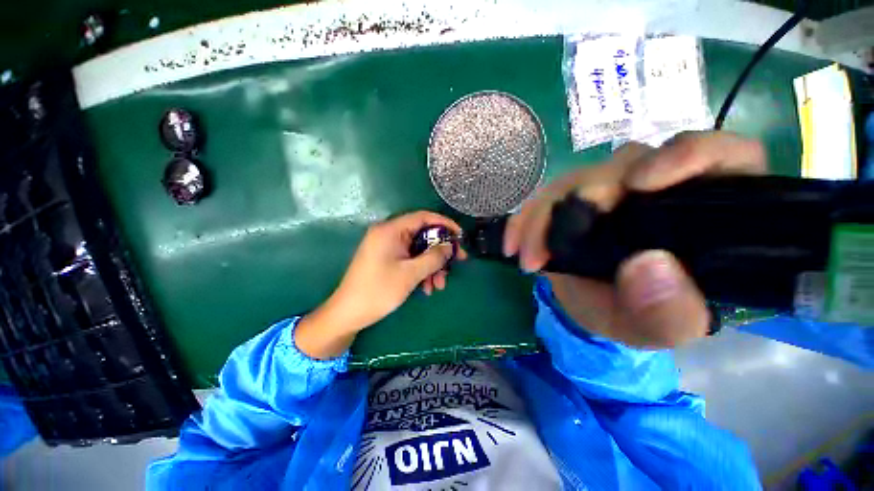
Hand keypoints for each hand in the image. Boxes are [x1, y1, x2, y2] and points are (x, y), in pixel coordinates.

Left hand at [295, 211, 466, 358]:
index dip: (444, 224)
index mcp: (391, 230)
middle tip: (456, 264)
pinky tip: (426, 288)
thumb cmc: (379, 290)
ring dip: (431, 266)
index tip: (460, 236)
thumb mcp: (411, 274)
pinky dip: (421, 271)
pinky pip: (410, 259)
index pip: (423, 217)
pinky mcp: (387, 259)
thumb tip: (450, 246)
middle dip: (440, 252)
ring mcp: (387, 247)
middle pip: (422, 235)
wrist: (348, 313)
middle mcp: (388, 234)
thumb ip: (434, 257)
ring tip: (438, 285)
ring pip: (418, 250)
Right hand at [504, 131, 766, 347]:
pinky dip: (524, 220)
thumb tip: (648, 265)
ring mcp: (608, 189)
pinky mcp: (570, 198)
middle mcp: (656, 188)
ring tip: (528, 257)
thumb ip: (669, 312)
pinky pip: (542, 198)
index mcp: (702, 210)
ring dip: (543, 216)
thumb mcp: (660, 329)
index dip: (686, 155)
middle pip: (626, 165)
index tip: (640, 184)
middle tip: (550, 249)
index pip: (720, 155)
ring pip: (574, 180)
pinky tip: (513, 245)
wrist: (594, 307)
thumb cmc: (637, 316)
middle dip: (582, 200)